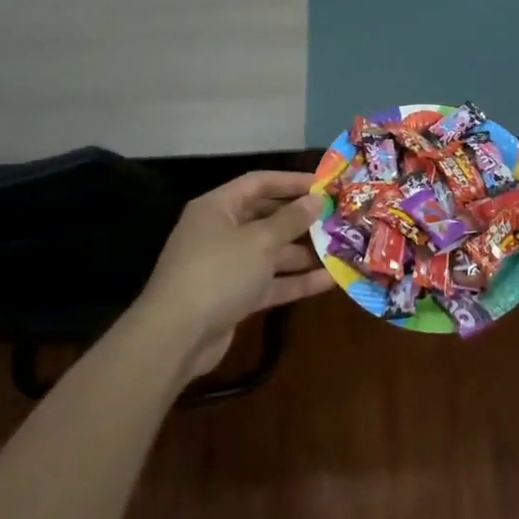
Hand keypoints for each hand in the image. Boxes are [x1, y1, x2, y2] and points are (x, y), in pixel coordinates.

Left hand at [133, 171, 331, 376]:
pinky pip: (270, 282)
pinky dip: (296, 281)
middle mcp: (220, 232)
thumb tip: (316, 199)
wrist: (176, 337)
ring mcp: (227, 266)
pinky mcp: (235, 297)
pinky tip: (330, 281)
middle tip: (337, 217)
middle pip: (266, 217)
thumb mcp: (259, 241)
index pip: (259, 183)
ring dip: (303, 252)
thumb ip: (291, 220)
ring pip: (271, 252)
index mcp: (218, 207)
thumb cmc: (218, 273)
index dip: (292, 181)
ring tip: (342, 248)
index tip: (325, 184)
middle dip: (301, 219)